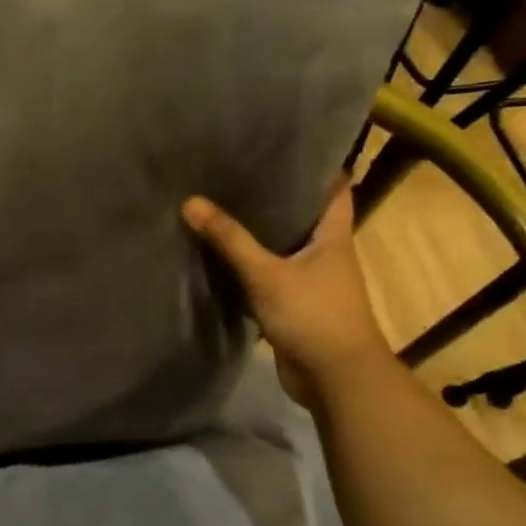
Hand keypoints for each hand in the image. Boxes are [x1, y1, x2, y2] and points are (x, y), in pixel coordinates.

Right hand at [182, 185, 389, 401]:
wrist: (335, 379)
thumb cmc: (314, 316)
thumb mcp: (267, 273)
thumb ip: (229, 239)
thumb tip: (190, 201)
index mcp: (334, 237)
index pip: (334, 189)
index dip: (316, 165)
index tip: (283, 146)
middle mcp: (325, 254)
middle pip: (302, 216)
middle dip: (274, 197)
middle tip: (235, 173)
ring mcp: (310, 281)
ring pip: (282, 247)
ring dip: (257, 233)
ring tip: (220, 206)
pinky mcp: (293, 305)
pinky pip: (268, 276)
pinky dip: (248, 266)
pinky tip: (219, 256)